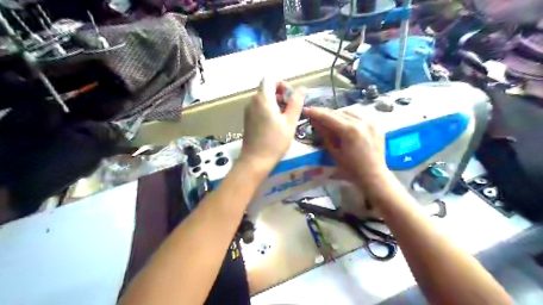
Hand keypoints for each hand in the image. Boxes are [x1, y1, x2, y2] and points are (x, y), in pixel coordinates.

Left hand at [241, 78, 304, 173]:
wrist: (255, 161)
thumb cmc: (275, 142)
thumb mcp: (290, 122)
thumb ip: (296, 103)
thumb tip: (301, 89)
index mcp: (263, 99)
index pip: (270, 79)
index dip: (282, 84)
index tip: (291, 98)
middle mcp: (253, 101)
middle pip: (267, 88)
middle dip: (281, 95)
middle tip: (291, 109)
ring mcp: (249, 110)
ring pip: (263, 98)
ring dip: (276, 103)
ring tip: (286, 118)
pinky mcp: (248, 119)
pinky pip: (259, 107)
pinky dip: (269, 110)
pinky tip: (276, 124)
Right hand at [304, 108, 389, 189]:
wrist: (374, 176)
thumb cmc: (352, 169)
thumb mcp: (335, 153)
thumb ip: (325, 135)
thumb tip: (315, 122)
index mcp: (350, 130)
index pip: (329, 117)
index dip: (316, 113)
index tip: (306, 110)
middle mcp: (361, 122)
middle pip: (339, 112)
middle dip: (325, 113)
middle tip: (314, 113)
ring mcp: (370, 122)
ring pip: (349, 112)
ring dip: (336, 114)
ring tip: (327, 118)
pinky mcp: (376, 125)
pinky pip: (359, 117)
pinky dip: (348, 118)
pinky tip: (342, 122)